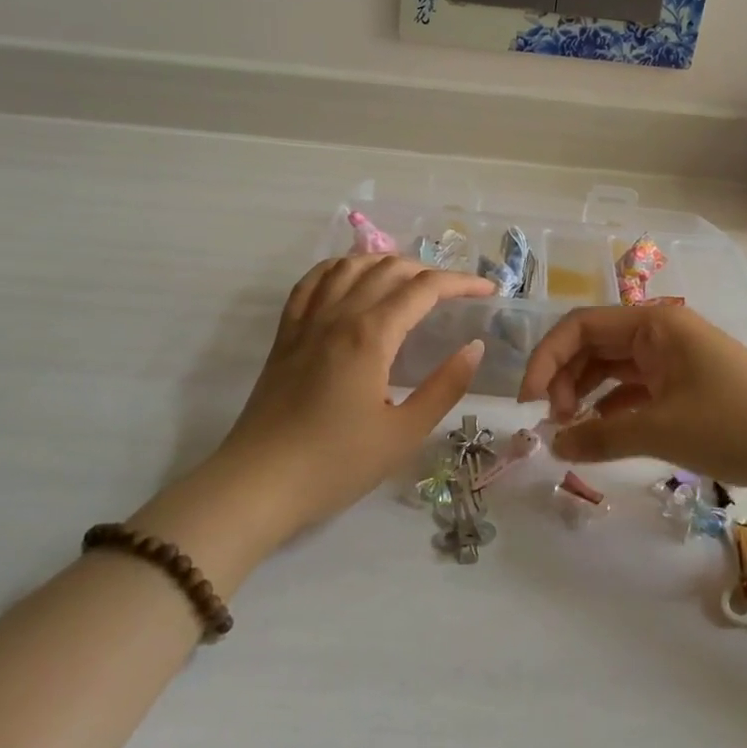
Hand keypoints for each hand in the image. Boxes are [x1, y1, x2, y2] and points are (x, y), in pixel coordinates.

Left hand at [162, 256, 494, 561]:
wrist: (258, 484)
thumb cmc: (336, 464)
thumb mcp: (403, 434)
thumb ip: (444, 386)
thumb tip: (473, 347)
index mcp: (371, 335)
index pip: (423, 289)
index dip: (460, 283)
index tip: (488, 290)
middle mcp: (338, 315)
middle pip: (388, 269)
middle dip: (428, 271)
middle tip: (455, 292)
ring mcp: (306, 322)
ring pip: (348, 267)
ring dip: (385, 263)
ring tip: (409, 278)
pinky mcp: (285, 335)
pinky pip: (311, 283)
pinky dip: (337, 269)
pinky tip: (349, 278)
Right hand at [518, 303, 746, 498]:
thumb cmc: (736, 425)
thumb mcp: (661, 430)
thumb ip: (600, 437)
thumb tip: (552, 445)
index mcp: (653, 322)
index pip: (580, 327)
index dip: (546, 359)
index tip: (528, 403)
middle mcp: (660, 332)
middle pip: (593, 346)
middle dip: (566, 381)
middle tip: (554, 425)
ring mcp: (674, 360)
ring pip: (612, 370)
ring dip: (587, 397)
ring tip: (571, 434)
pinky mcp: (686, 387)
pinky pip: (634, 391)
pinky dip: (612, 411)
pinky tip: (599, 438)